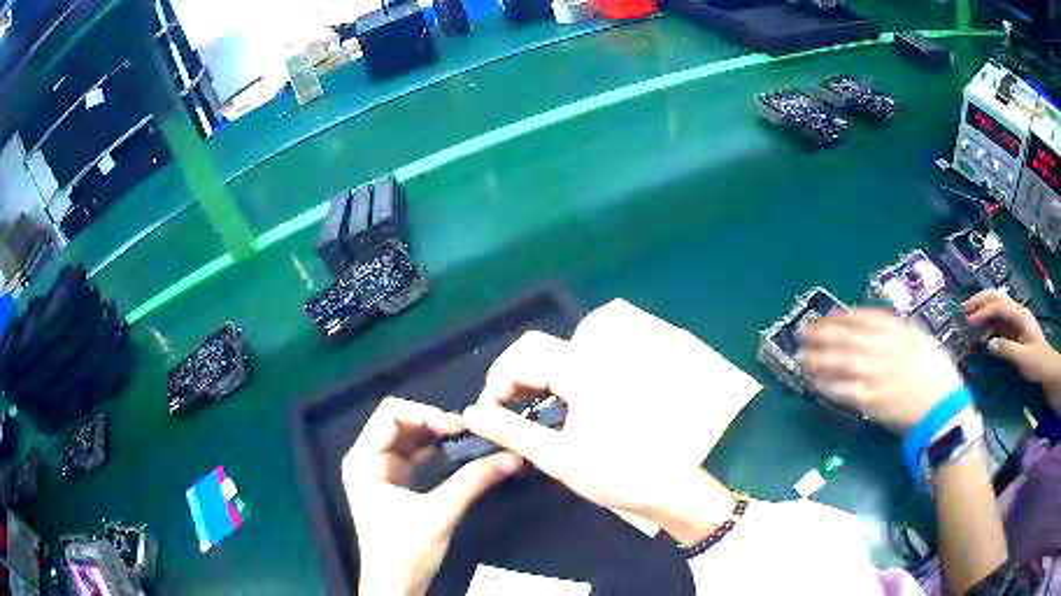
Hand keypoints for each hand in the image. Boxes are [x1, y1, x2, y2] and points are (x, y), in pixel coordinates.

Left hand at [342, 398, 521, 594]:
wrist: (395, 586)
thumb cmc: (405, 552)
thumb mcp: (439, 514)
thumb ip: (472, 482)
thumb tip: (510, 456)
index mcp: (363, 461)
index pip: (390, 415)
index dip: (424, 414)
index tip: (456, 427)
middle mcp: (367, 460)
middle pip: (399, 423)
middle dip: (433, 423)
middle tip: (468, 431)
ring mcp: (379, 472)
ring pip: (408, 439)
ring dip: (436, 437)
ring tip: (469, 439)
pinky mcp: (394, 485)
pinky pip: (414, 457)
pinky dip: (435, 452)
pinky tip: (458, 453)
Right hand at [463, 300, 740, 543]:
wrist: (665, 487)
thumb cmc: (613, 473)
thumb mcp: (555, 456)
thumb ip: (510, 430)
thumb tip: (472, 413)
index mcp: (581, 372)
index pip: (523, 356)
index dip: (496, 382)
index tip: (486, 416)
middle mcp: (591, 363)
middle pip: (535, 349)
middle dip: (507, 376)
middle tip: (495, 412)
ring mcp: (602, 374)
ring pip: (549, 361)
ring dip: (524, 382)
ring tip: (512, 416)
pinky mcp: (606, 389)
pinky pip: (564, 375)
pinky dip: (542, 389)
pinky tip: (538, 416)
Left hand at [799, 310, 962, 433]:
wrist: (942, 406)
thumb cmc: (934, 371)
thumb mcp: (918, 338)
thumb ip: (894, 330)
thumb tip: (866, 324)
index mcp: (898, 331)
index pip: (861, 318)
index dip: (838, 317)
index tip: (821, 318)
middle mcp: (884, 349)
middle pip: (846, 337)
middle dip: (821, 334)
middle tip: (802, 333)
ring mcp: (877, 375)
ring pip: (841, 363)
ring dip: (819, 359)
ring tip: (802, 357)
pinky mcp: (872, 401)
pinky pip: (845, 391)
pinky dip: (828, 386)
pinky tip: (815, 383)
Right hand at [965, 291, 1060, 408]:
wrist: (1046, 369)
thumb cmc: (1036, 363)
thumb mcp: (1023, 358)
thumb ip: (1006, 349)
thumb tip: (988, 343)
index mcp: (1020, 315)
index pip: (999, 307)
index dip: (983, 312)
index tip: (969, 322)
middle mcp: (1017, 313)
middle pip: (996, 300)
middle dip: (980, 302)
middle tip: (964, 309)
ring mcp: (1015, 322)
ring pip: (996, 310)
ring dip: (982, 312)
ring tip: (968, 321)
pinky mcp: (1013, 332)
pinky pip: (998, 323)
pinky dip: (987, 325)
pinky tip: (981, 336)